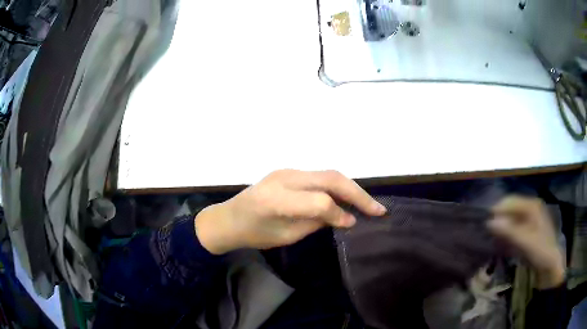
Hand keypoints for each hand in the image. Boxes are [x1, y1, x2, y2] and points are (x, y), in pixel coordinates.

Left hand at [195, 170, 386, 254]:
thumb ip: (316, 222)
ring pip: (328, 174)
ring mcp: (287, 170)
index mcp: (278, 199)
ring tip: (368, 203)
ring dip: (350, 187)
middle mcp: (285, 177)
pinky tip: (347, 197)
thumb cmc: (253, 234)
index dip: (341, 213)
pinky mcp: (289, 171)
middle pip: (331, 178)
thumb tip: (346, 217)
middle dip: (358, 193)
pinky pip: (320, 176)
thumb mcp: (285, 236)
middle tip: (378, 209)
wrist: (229, 218)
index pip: (321, 201)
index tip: (355, 224)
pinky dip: (337, 186)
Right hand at [488, 196, 564, 288]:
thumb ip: (509, 231)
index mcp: (532, 206)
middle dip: (499, 219)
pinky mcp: (528, 232)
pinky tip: (502, 244)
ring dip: (502, 228)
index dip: (498, 210)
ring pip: (511, 219)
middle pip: (510, 209)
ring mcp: (530, 220)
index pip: (510, 201)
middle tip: (487, 234)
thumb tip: (490, 221)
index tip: (485, 224)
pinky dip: (506, 235)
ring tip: (492, 240)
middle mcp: (530, 209)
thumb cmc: (541, 251)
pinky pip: (513, 229)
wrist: (550, 267)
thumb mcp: (526, 242)